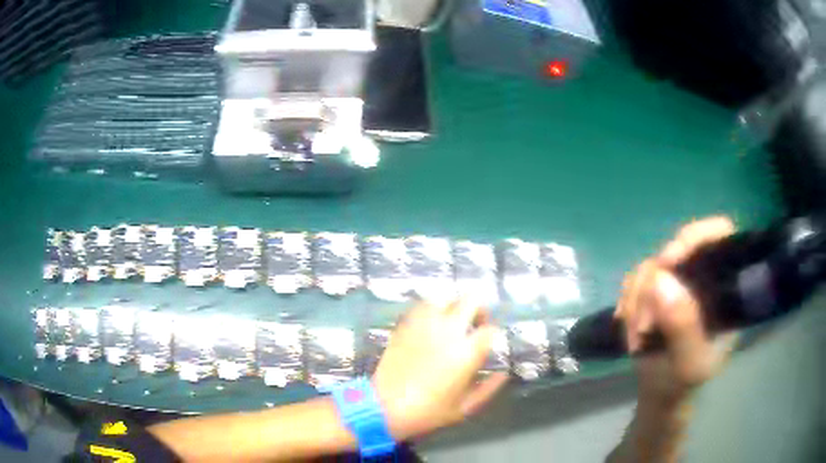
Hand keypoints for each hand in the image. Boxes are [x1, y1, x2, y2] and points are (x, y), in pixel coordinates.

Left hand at [372, 301, 508, 440]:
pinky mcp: (405, 325)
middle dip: (479, 310)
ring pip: (445, 298)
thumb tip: (503, 374)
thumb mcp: (465, 407)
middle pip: (471, 301)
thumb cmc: (428, 411)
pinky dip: (431, 309)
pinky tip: (431, 323)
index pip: (490, 329)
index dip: (493, 334)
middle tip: (476, 324)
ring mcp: (424, 325)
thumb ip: (488, 389)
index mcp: (466, 352)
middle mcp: (448, 331)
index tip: (489, 342)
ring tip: (453, 321)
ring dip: (454, 306)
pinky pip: (421, 306)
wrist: (384, 407)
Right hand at [615, 216, 738, 402]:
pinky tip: (628, 326)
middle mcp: (703, 277)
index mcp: (725, 288)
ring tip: (636, 337)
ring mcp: (678, 283)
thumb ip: (683, 327)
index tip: (668, 262)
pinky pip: (635, 280)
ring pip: (651, 266)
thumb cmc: (682, 383)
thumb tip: (661, 279)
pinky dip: (628, 303)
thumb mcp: (688, 364)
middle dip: (653, 287)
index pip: (721, 236)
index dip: (696, 238)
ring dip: (636, 301)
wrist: (658, 395)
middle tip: (644, 325)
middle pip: (677, 250)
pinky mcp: (656, 291)